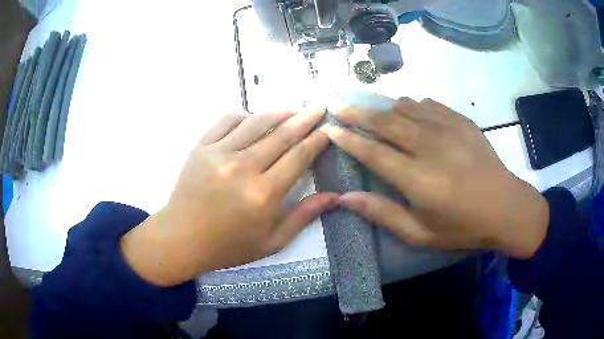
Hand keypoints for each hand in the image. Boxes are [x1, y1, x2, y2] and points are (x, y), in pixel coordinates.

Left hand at [121, 110, 338, 285]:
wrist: (181, 239)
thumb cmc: (228, 246)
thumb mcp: (271, 241)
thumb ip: (303, 217)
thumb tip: (334, 197)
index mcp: (263, 194)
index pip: (298, 157)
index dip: (317, 140)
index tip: (328, 129)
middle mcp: (243, 168)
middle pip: (282, 135)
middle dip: (305, 119)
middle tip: (319, 107)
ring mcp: (219, 154)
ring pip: (256, 122)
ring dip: (279, 112)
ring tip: (294, 109)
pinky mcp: (201, 148)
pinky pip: (226, 121)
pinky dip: (244, 115)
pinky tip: (253, 118)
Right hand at [326, 98, 548, 258]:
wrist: (506, 207)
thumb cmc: (463, 226)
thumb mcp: (421, 233)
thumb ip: (382, 214)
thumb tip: (346, 198)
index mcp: (418, 179)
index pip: (372, 152)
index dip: (348, 139)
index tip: (330, 128)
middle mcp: (429, 146)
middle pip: (385, 122)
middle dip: (357, 114)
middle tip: (339, 106)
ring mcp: (448, 128)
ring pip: (405, 107)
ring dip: (384, 109)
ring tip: (372, 113)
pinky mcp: (461, 121)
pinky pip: (428, 104)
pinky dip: (412, 106)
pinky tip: (410, 114)